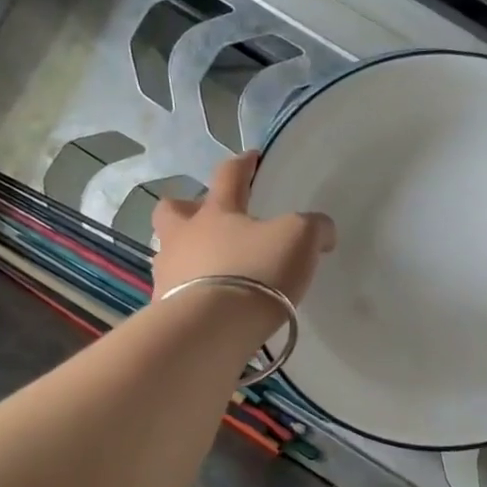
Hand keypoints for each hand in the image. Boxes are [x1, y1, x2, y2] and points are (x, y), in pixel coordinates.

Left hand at [152, 152, 336, 311]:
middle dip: (185, 208)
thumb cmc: (255, 271)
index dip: (243, 164)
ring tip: (210, 272)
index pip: (229, 175)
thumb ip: (313, 228)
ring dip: (186, 256)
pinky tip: (209, 308)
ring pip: (168, 254)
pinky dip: (189, 296)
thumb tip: (322, 231)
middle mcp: (184, 237)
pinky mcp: (164, 311)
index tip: (251, 158)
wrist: (212, 329)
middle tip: (205, 219)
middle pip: (171, 211)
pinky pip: (174, 294)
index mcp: (216, 212)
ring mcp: (168, 274)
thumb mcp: (299, 240)